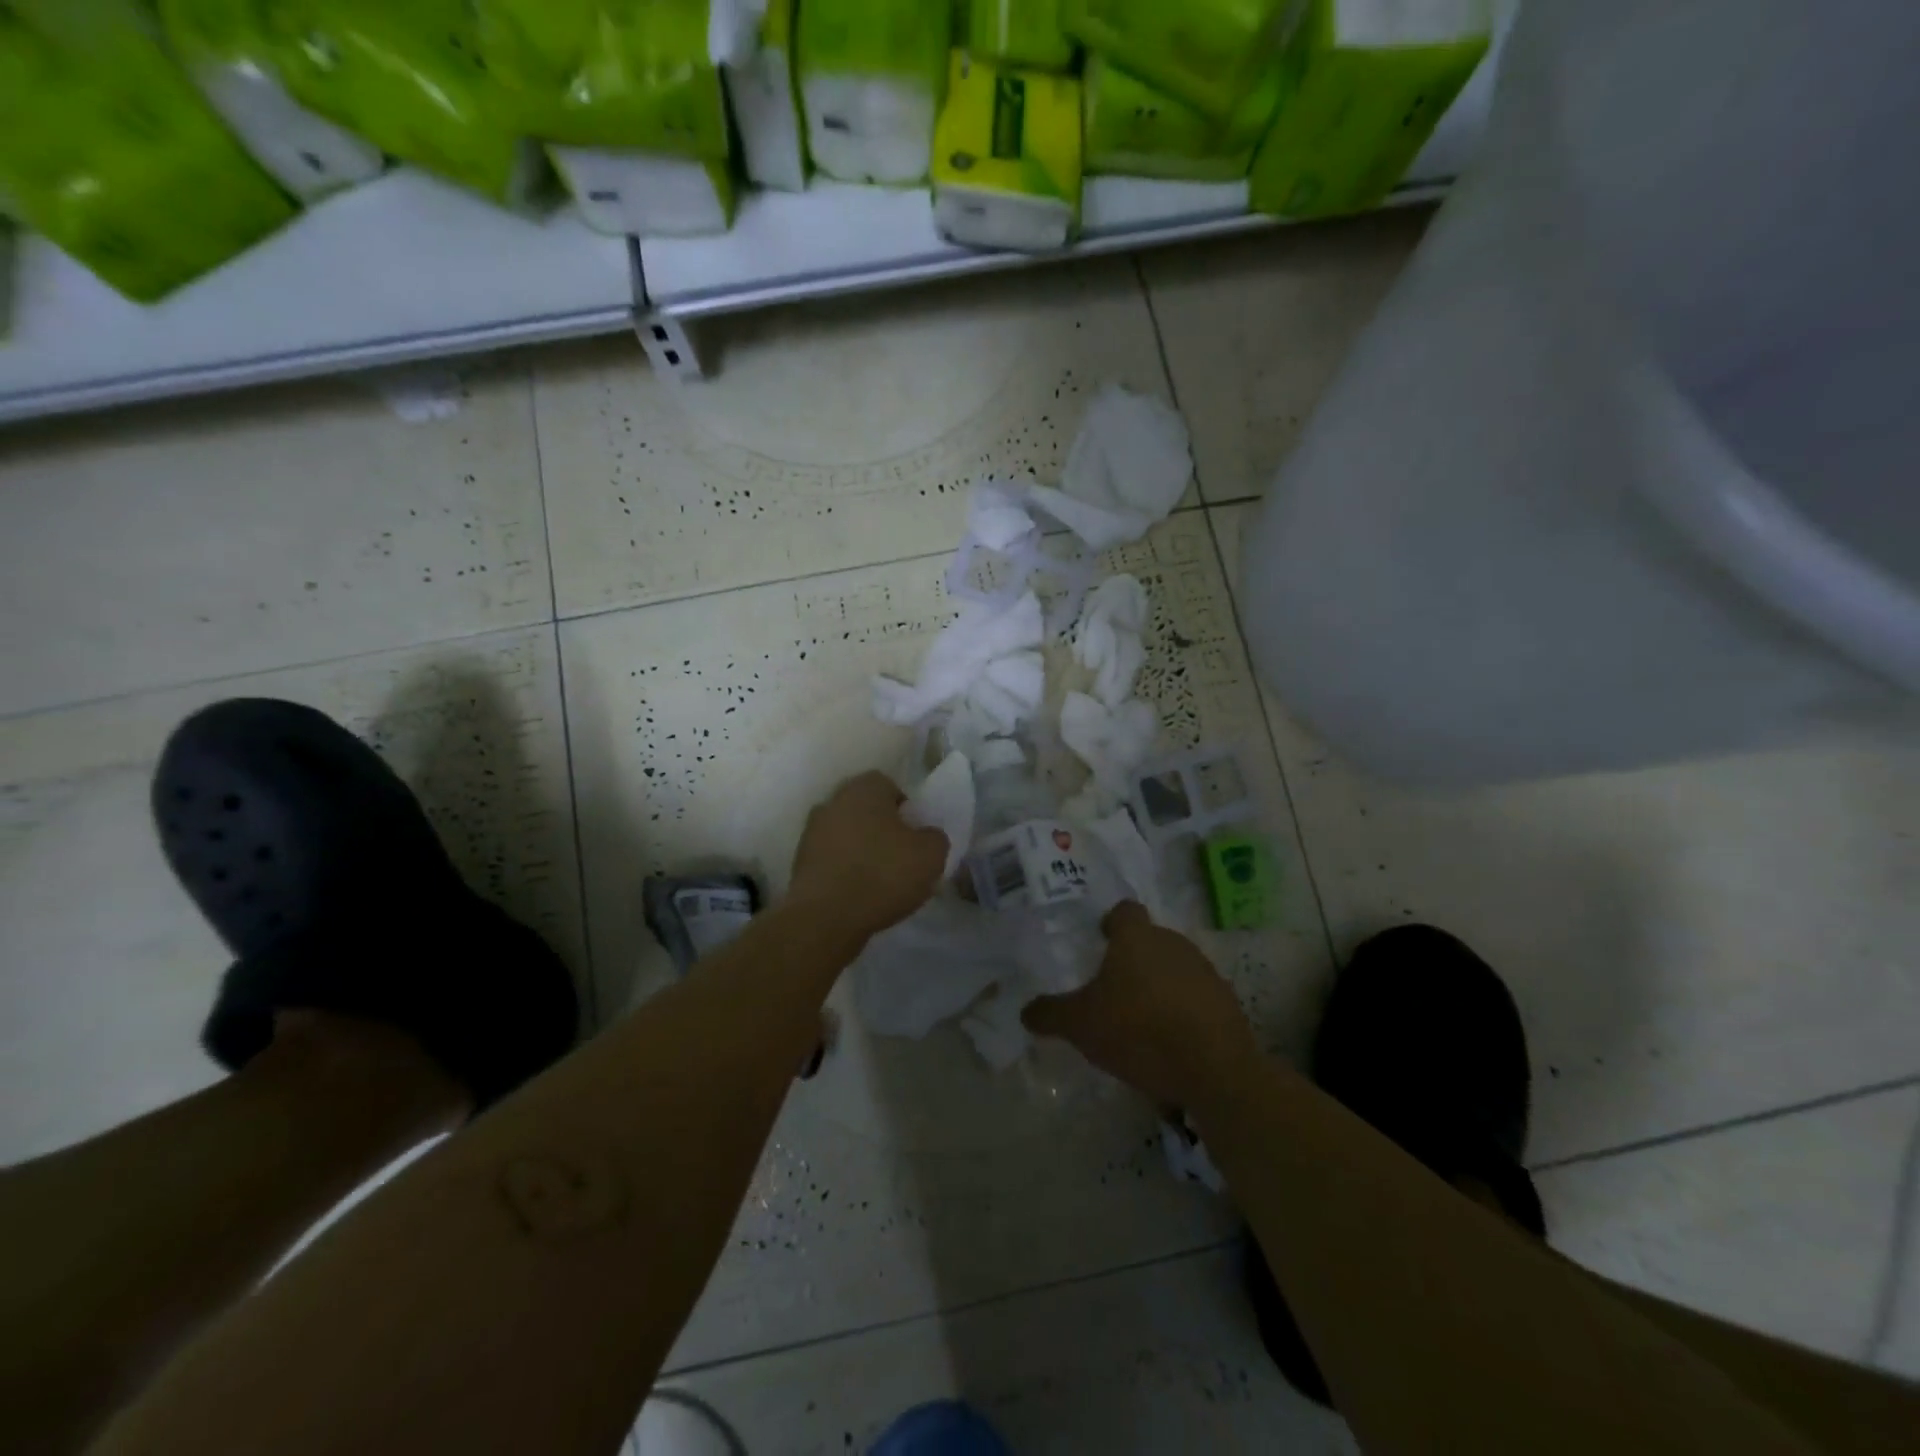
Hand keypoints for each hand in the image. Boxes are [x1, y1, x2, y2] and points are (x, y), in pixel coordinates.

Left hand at [788, 772, 948, 940]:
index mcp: (864, 789)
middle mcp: (833, 801)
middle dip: (881, 828)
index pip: (889, 786)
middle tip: (899, 856)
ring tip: (879, 880)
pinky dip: (844, 870)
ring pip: (846, 833)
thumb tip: (927, 836)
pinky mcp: (800, 861)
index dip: (905, 809)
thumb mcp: (931, 856)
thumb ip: (935, 837)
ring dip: (860, 849)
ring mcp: (811, 831)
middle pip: (864, 809)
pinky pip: (831, 858)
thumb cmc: (883, 874)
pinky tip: (858, 893)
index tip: (914, 835)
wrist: (826, 917)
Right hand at [1023, 903, 1260, 1110]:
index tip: (1100, 940)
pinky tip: (1170, 1042)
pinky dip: (1182, 1011)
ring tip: (1141, 1020)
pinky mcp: (1226, 1002)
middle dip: (1133, 959)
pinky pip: (1196, 997)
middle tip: (1113, 988)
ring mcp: (1204, 971)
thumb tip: (1026, 1012)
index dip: (1111, 922)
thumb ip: (1051, 1014)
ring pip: (1174, 968)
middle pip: (1150, 940)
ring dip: (1159, 985)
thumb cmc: (1139, 1030)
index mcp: (1136, 938)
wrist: (1214, 1069)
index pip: (1124, 911)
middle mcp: (1173, 943)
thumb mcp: (1081, 1026)